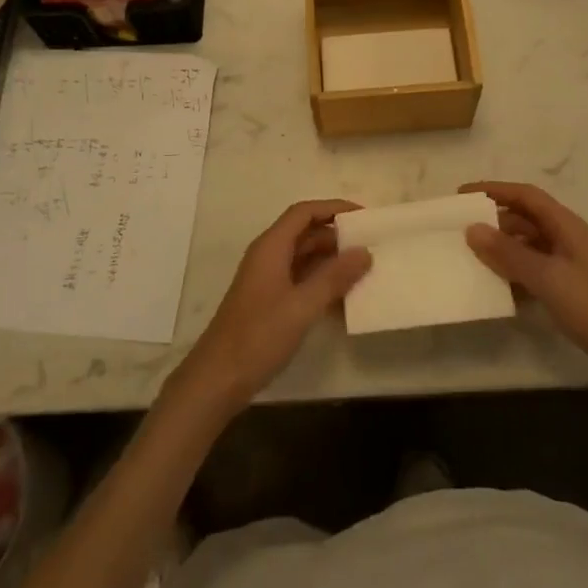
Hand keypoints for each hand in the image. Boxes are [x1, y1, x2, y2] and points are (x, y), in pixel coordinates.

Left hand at [169, 200, 370, 417]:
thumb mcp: (302, 306)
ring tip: (363, 268)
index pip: (304, 212)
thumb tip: (364, 251)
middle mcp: (268, 256)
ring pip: (304, 257)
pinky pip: (300, 279)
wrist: (217, 379)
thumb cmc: (258, 336)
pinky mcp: (269, 301)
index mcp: (271, 246)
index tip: (363, 215)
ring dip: (331, 260)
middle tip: (370, 243)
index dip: (333, 208)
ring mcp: (267, 279)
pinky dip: (321, 281)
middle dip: (336, 234)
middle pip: (305, 232)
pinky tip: (343, 297)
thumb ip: (334, 278)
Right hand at [461, 181, 587, 394]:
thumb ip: (508, 253)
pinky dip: (515, 274)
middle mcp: (566, 237)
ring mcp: (569, 264)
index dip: (494, 190)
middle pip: (525, 218)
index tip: (462, 195)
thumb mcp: (546, 277)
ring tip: (472, 259)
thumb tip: (472, 228)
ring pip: (528, 246)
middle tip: (460, 230)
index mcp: (565, 225)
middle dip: (494, 221)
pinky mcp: (569, 289)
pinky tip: (497, 289)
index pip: (525, 195)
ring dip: (503, 250)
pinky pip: (534, 271)